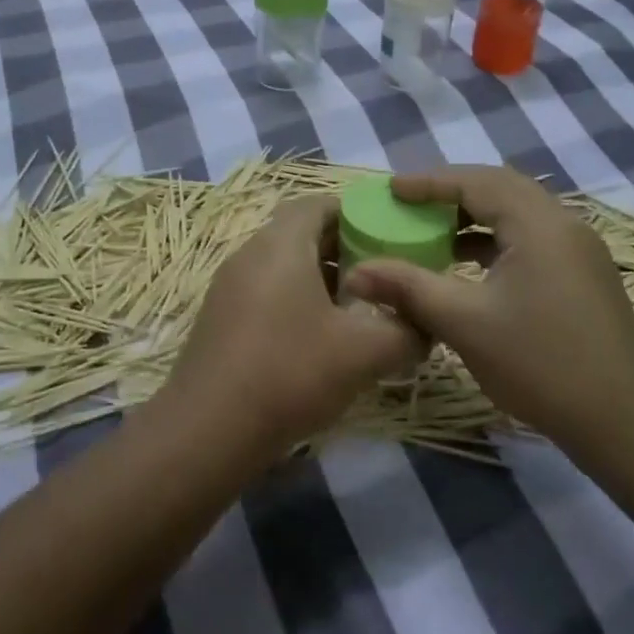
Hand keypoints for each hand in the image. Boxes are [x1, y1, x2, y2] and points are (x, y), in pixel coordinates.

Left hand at [157, 196, 426, 461]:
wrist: (208, 430)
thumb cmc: (290, 372)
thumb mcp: (365, 352)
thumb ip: (407, 331)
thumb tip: (425, 324)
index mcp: (281, 244)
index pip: (318, 203)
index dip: (355, 213)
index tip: (386, 238)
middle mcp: (250, 254)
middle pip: (301, 233)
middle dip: (343, 249)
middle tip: (380, 277)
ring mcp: (229, 286)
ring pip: (283, 265)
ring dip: (320, 279)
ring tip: (355, 311)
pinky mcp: (220, 318)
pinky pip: (265, 291)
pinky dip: (295, 301)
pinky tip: (317, 341)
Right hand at [342, 165, 633, 449]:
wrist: (625, 422)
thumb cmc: (541, 363)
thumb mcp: (465, 323)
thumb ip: (408, 289)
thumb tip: (355, 274)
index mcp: (538, 223)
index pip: (477, 181)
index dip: (429, 182)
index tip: (391, 189)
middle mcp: (563, 224)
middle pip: (499, 188)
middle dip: (451, 193)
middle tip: (409, 205)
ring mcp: (578, 250)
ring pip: (517, 214)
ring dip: (473, 217)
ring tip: (432, 234)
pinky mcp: (583, 275)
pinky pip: (530, 238)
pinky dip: (494, 241)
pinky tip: (468, 267)